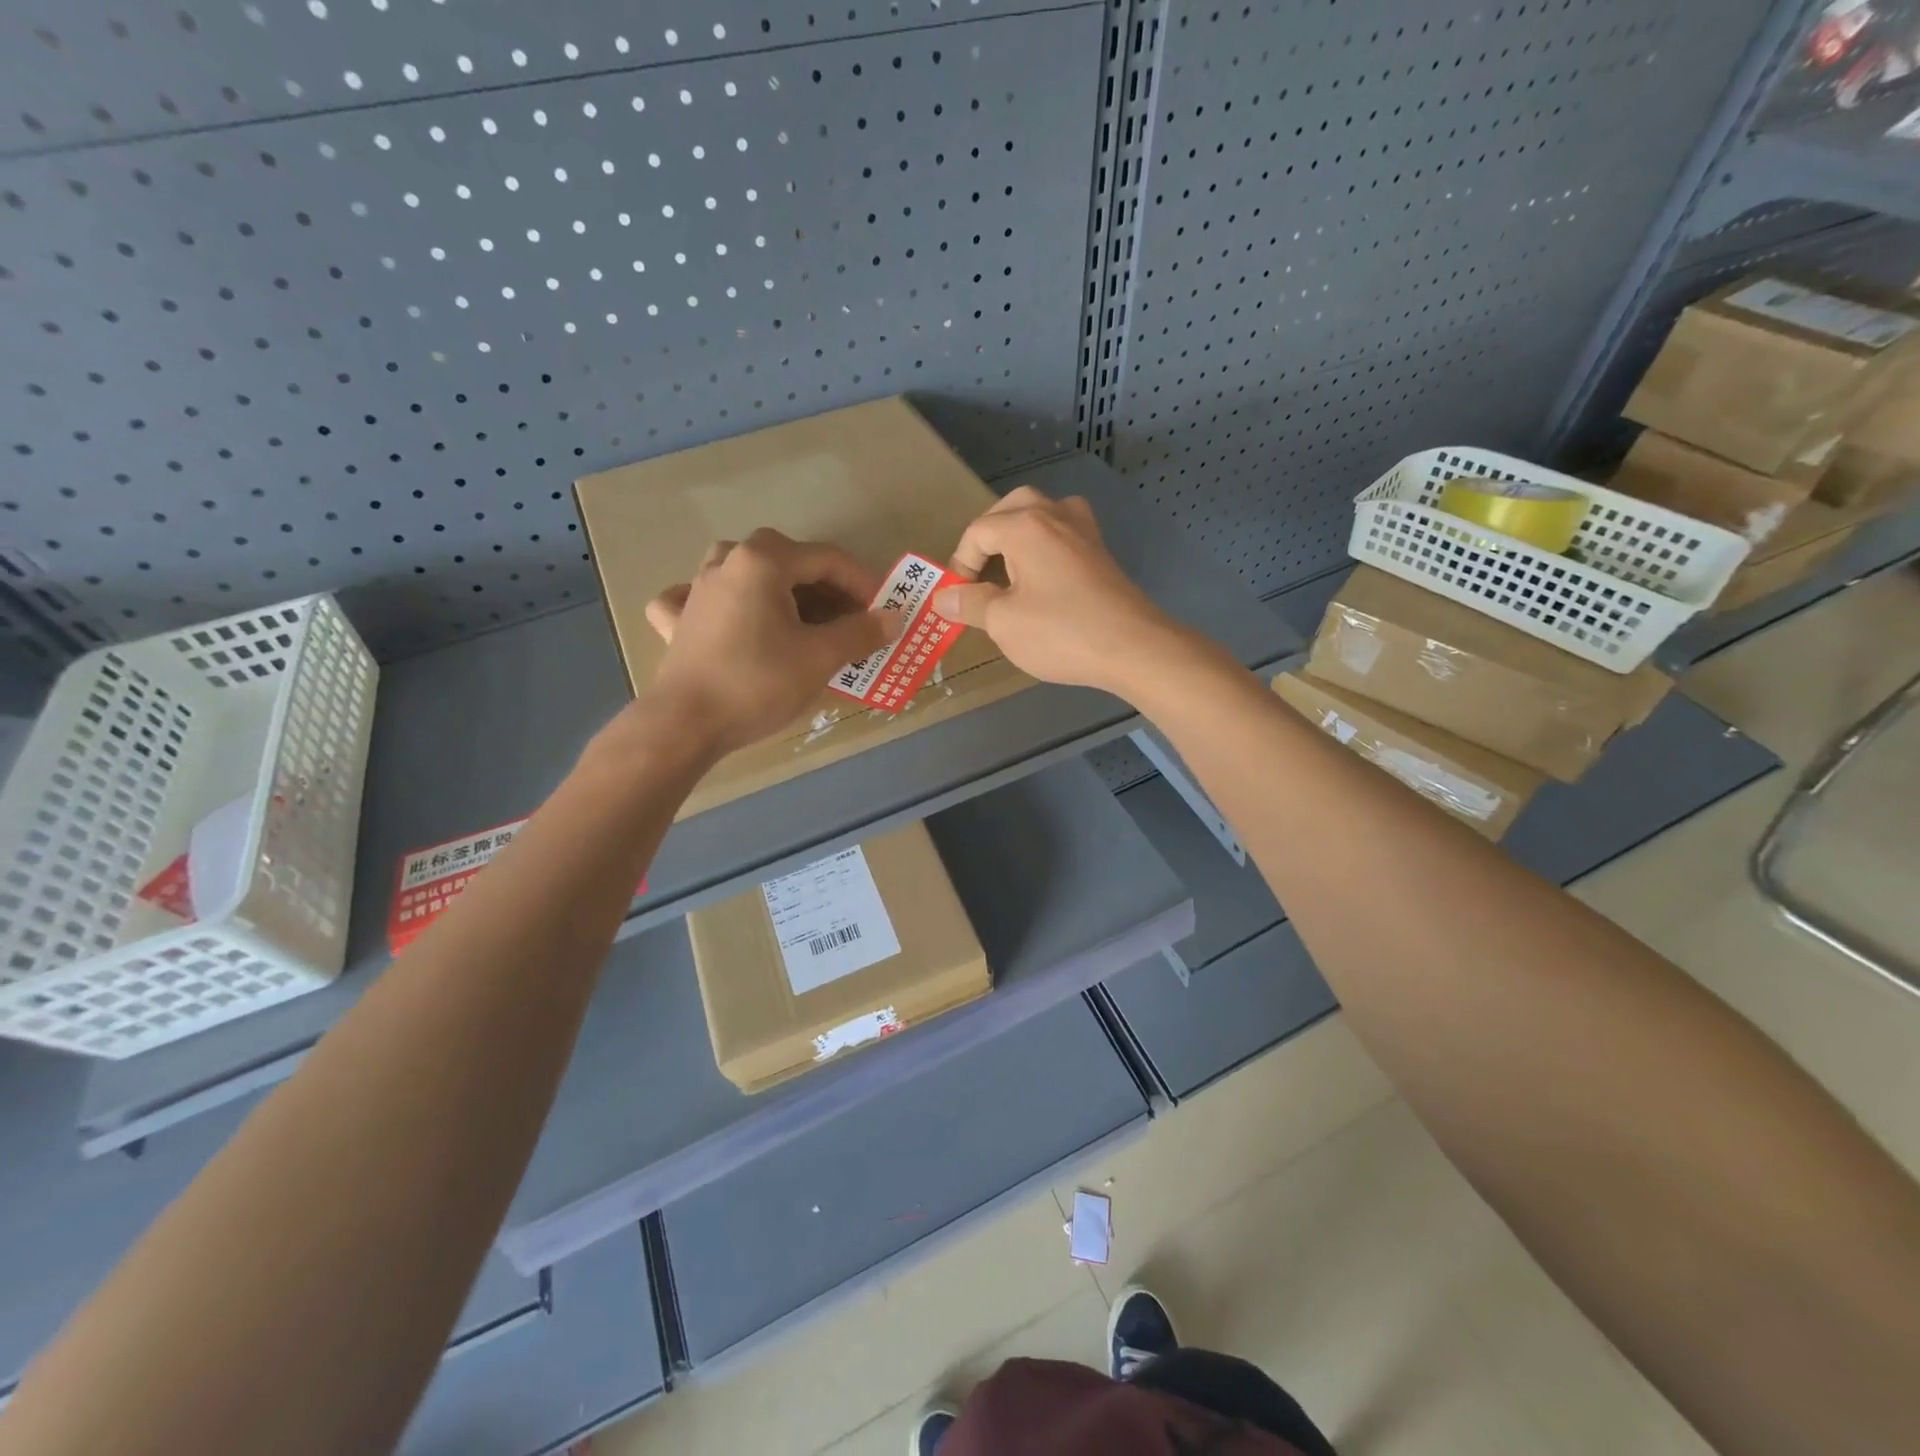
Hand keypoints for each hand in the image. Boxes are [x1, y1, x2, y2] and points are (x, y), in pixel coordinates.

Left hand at [639, 529, 891, 754]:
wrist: (687, 724)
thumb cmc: (759, 682)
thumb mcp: (820, 657)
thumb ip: (860, 632)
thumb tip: (893, 618)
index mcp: (763, 562)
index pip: (826, 559)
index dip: (862, 582)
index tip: (883, 609)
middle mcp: (727, 563)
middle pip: (787, 560)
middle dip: (825, 587)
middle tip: (850, 618)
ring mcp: (696, 589)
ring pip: (745, 572)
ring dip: (778, 588)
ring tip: (799, 615)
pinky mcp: (678, 621)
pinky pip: (702, 598)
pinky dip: (721, 604)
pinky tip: (727, 617)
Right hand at [929, 487, 1186, 698]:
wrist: (1132, 647)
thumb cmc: (1060, 632)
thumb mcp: (1003, 622)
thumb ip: (970, 604)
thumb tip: (943, 598)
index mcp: (1025, 525)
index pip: (978, 532)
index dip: (960, 564)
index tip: (958, 598)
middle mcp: (1055, 515)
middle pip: (1012, 508)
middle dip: (989, 536)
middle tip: (978, 571)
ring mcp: (1084, 531)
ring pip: (1042, 514)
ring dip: (1019, 535)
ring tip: (1008, 569)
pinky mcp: (1101, 552)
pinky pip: (1063, 534)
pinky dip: (1045, 547)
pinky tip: (1043, 577)